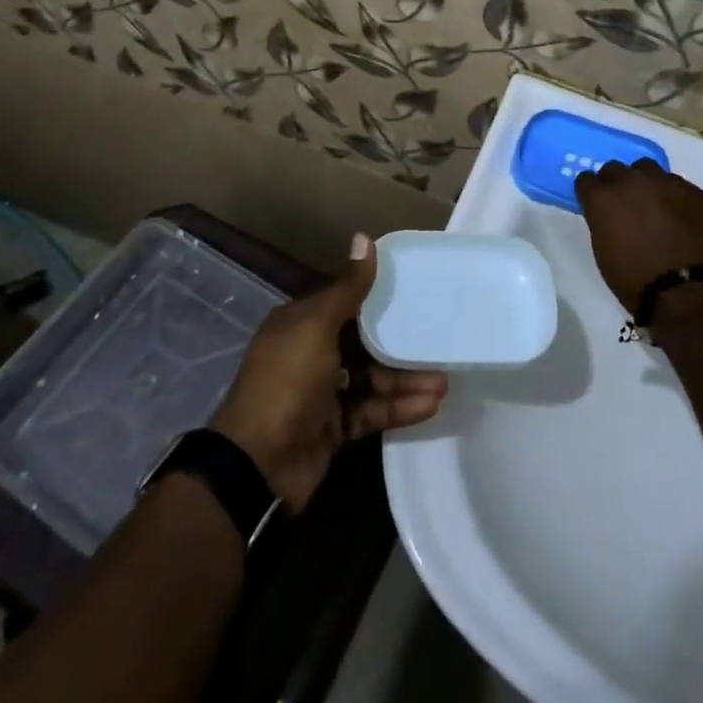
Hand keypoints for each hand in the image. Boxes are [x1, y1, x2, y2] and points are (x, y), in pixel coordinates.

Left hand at [210, 234, 448, 511]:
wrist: (258, 465)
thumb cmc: (287, 381)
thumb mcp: (317, 327)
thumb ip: (348, 288)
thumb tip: (364, 236)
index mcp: (301, 324)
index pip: (346, 304)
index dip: (379, 298)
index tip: (417, 292)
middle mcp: (311, 353)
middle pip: (364, 343)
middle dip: (400, 345)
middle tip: (439, 342)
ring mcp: (323, 393)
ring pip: (372, 379)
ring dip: (406, 380)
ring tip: (444, 383)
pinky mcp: (334, 428)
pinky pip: (371, 411)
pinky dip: (398, 408)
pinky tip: (430, 405)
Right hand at [574, 158, 702, 313]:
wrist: (690, 294)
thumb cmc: (637, 282)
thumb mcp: (604, 252)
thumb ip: (603, 222)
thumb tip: (610, 216)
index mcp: (603, 198)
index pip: (586, 180)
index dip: (591, 193)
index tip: (597, 206)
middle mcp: (632, 182)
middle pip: (616, 168)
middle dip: (616, 184)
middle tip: (624, 205)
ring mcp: (666, 183)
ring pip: (648, 170)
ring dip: (646, 184)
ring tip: (655, 207)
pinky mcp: (695, 191)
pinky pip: (678, 186)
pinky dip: (674, 198)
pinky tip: (681, 219)